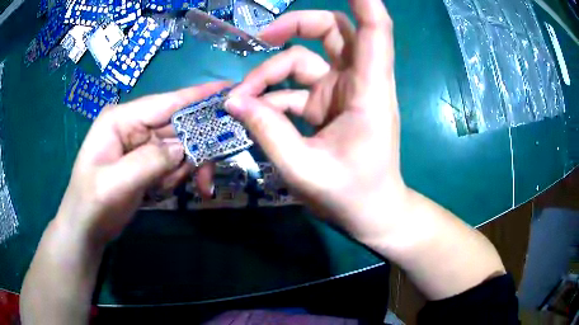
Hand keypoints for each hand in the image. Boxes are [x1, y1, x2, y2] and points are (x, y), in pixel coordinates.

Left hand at [55, 82, 225, 244]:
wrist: (86, 228)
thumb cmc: (92, 204)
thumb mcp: (115, 183)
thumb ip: (149, 161)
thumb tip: (183, 148)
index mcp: (121, 119)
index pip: (167, 102)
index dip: (199, 95)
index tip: (230, 88)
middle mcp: (133, 125)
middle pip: (178, 127)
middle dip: (194, 152)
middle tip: (204, 180)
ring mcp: (140, 144)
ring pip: (179, 148)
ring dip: (181, 171)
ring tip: (164, 191)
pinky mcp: (146, 161)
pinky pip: (173, 164)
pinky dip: (174, 179)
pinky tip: (160, 192)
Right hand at [226, 0, 403, 240]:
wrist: (371, 213)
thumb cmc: (352, 195)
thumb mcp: (304, 169)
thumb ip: (267, 132)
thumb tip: (233, 101)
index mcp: (368, 90)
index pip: (374, 30)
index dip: (364, 1)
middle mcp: (357, 81)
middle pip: (332, 30)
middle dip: (295, 26)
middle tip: (262, 39)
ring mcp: (342, 91)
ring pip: (305, 58)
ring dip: (270, 71)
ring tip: (242, 98)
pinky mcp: (328, 105)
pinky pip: (295, 86)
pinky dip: (272, 95)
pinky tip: (254, 112)